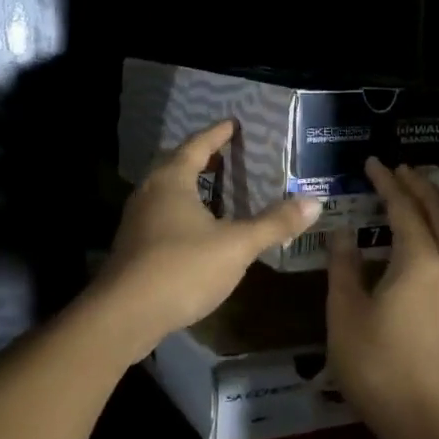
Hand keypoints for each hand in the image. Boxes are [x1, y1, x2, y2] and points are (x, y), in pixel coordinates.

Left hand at [90, 120, 321, 360]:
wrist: (124, 315)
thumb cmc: (182, 268)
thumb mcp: (236, 245)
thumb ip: (274, 223)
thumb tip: (314, 202)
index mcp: (172, 180)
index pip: (197, 145)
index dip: (217, 134)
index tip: (232, 123)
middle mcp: (150, 191)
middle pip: (177, 164)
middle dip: (202, 157)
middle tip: (226, 153)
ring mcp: (137, 219)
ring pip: (167, 191)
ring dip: (190, 185)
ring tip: (215, 188)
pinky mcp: (133, 245)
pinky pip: (162, 214)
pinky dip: (182, 210)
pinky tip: (197, 229)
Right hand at [326, 160, 438, 438]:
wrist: (435, 428)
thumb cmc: (382, 366)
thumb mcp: (346, 315)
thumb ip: (344, 269)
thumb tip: (343, 234)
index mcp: (418, 259)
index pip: (403, 206)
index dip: (386, 182)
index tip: (371, 162)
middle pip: (438, 212)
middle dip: (419, 186)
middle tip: (399, 168)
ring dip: (431, 208)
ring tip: (412, 196)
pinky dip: (434, 234)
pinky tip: (416, 248)